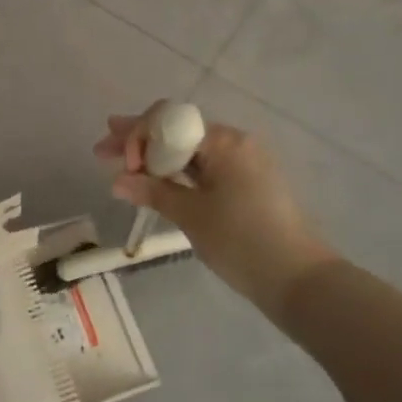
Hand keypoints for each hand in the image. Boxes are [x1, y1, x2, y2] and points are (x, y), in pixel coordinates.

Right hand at [97, 104, 340, 315]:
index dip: (138, 135)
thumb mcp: (191, 215)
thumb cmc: (242, 241)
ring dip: (155, 158)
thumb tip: (118, 181)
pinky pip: (205, 167)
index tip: (120, 163)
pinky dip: (178, 172)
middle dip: (139, 141)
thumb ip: (152, 192)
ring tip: (121, 164)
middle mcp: (236, 143)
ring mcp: (245, 164)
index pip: (169, 121)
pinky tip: (155, 181)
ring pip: (189, 151)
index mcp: (224, 141)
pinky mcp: (249, 184)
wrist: (299, 280)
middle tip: (102, 149)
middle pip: (177, 132)